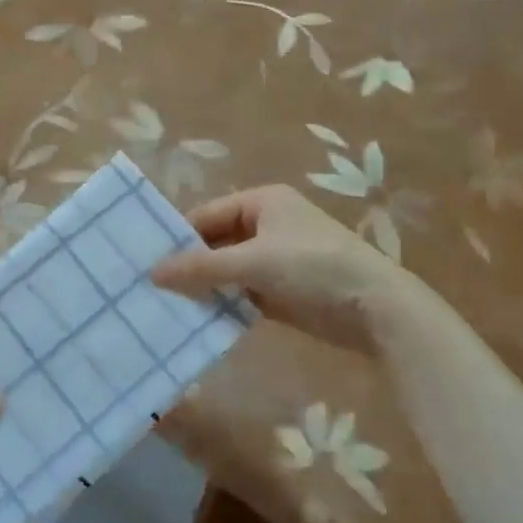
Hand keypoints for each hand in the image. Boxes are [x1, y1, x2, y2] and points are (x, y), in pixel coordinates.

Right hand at [152, 186, 443, 355]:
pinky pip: (241, 293)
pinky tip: (196, 320)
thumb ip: (201, 267)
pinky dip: (223, 304)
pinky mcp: (281, 291)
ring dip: (203, 287)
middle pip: (215, 243)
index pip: (206, 215)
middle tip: (150, 286)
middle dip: (189, 265)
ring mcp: (275, 260)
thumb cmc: (313, 267)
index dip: (178, 237)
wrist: (376, 308)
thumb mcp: (253, 262)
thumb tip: (152, 273)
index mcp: (262, 202)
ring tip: (164, 305)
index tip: (146, 261)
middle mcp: (266, 225)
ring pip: (226, 271)